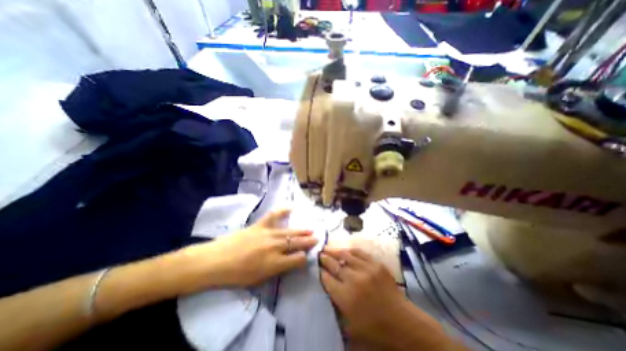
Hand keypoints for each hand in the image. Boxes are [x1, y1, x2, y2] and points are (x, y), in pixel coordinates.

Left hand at [174, 210, 315, 290]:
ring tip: (311, 230)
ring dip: (302, 231)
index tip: (306, 257)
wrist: (215, 260)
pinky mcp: (261, 225)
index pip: (297, 260)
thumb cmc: (236, 275)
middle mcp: (275, 247)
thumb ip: (277, 269)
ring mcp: (268, 233)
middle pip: (297, 244)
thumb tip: (289, 262)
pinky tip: (292, 207)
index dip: (304, 258)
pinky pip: (275, 215)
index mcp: (275, 263)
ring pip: (290, 232)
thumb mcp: (259, 279)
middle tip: (317, 239)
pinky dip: (284, 210)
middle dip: (308, 242)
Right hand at [320, 246, 452, 350]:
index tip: (317, 267)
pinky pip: (359, 253)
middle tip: (319, 254)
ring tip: (328, 247)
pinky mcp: (376, 264)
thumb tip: (328, 289)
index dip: (321, 272)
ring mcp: (366, 269)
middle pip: (334, 264)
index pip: (327, 279)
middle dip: (325, 258)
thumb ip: (336, 307)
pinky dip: (350, 250)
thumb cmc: (375, 329)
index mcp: (345, 297)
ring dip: (334, 251)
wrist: (402, 323)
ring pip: (345, 255)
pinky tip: (345, 249)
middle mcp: (353, 279)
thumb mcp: (350, 327)